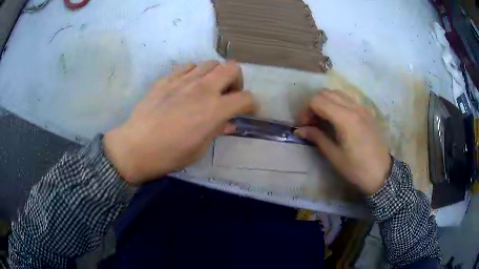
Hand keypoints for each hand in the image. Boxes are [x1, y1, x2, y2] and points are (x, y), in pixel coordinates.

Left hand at [104, 60, 255, 183]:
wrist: (137, 146)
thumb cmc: (170, 154)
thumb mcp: (200, 148)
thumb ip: (217, 129)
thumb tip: (228, 123)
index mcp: (215, 109)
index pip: (246, 98)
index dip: (251, 104)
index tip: (248, 111)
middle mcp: (203, 88)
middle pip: (232, 68)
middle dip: (236, 80)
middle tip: (228, 94)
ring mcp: (184, 80)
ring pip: (210, 63)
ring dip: (216, 74)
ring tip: (208, 88)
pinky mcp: (168, 78)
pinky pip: (189, 66)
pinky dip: (195, 72)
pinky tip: (188, 85)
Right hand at [295, 89, 390, 195]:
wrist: (382, 173)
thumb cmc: (357, 169)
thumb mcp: (334, 156)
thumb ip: (317, 137)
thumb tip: (299, 130)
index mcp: (345, 118)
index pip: (317, 101)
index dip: (306, 111)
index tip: (304, 126)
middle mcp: (354, 107)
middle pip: (326, 93)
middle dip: (314, 105)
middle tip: (311, 123)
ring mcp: (362, 107)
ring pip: (337, 93)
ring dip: (325, 102)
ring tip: (323, 120)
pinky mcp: (367, 111)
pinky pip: (348, 98)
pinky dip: (337, 103)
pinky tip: (337, 118)